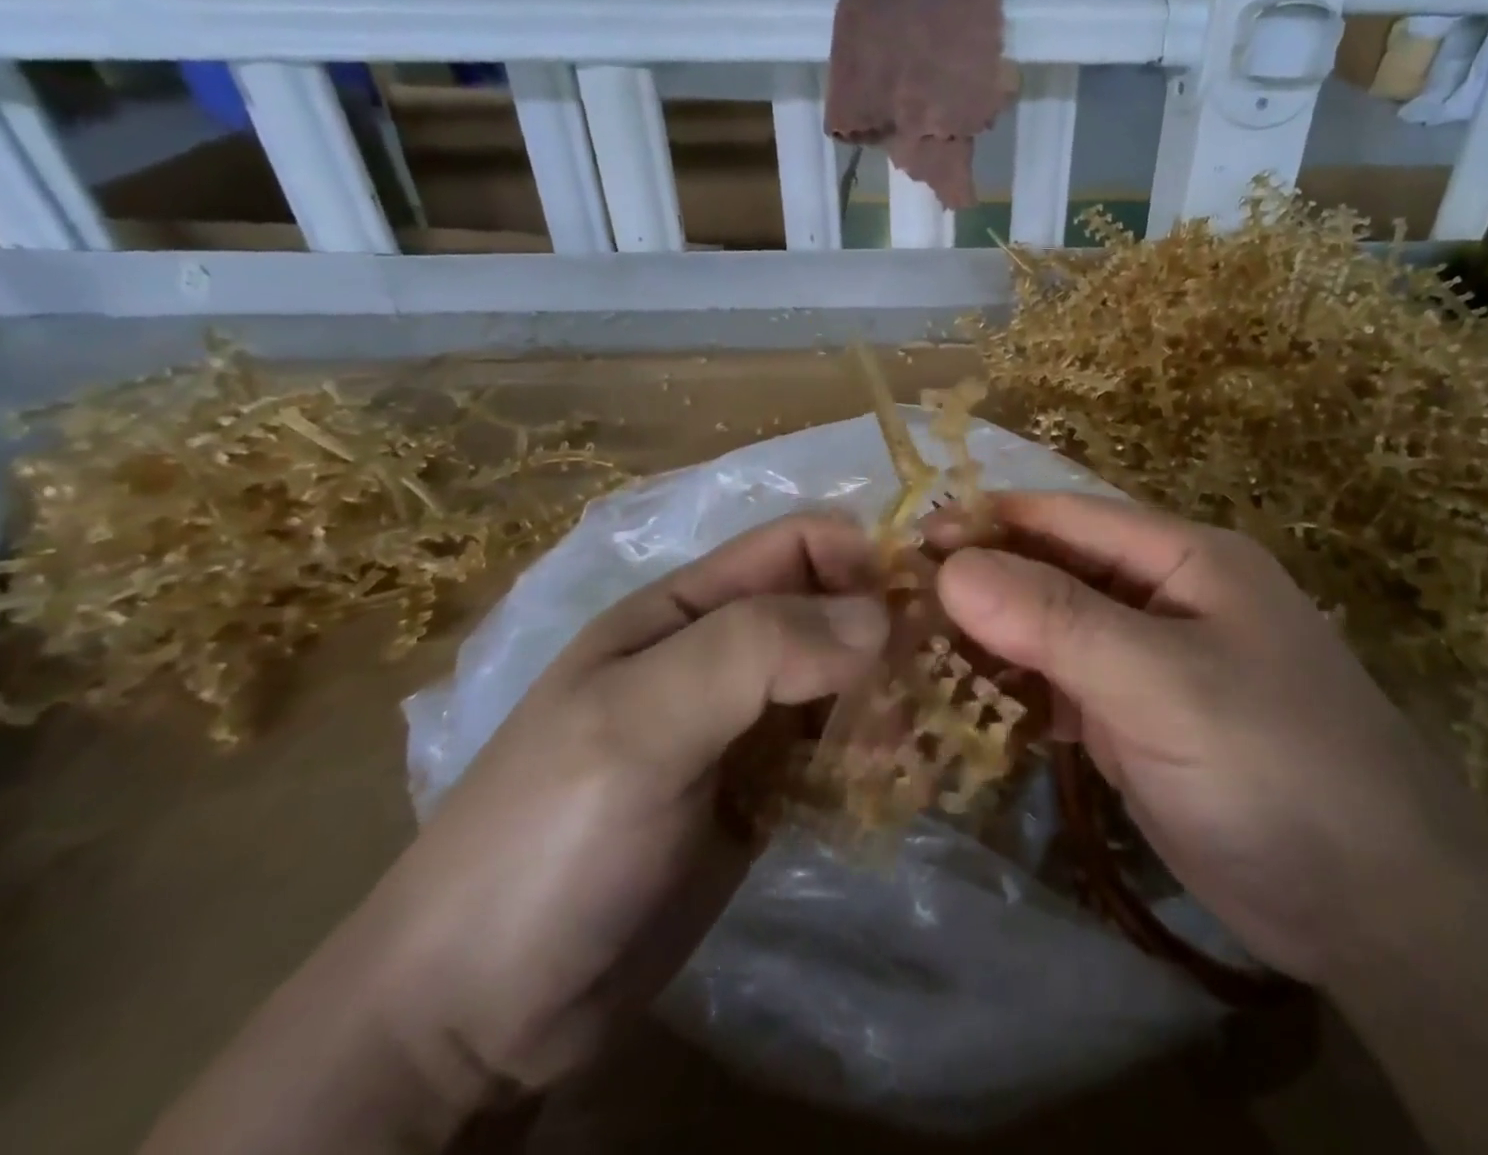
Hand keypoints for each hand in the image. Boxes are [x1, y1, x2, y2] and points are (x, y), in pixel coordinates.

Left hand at [363, 513, 887, 1095]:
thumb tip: (880, 618)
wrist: (474, 1017)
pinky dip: (873, 754)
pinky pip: (836, 750)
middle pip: (829, 610)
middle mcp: (722, 654)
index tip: (926, 600)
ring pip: (841, 680)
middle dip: (888, 631)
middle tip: (940, 677)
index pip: (796, 545)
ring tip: (922, 738)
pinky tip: (900, 778)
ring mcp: (744, 727)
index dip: (862, 556)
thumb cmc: (548, 838)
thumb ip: (756, 651)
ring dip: (888, 696)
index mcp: (687, 609)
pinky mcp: (763, 793)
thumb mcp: (640, 722)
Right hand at [936, 493, 1487, 982]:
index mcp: (1183, 558)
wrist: (1375, 908)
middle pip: (1054, 572)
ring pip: (1051, 631)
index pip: (1068, 518)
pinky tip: (964, 703)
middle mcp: (1163, 597)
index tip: (910, 542)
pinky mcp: (1138, 719)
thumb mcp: (1162, 683)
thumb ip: (1057, 621)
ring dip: (990, 640)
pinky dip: (1016, 692)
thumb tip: (952, 566)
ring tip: (911, 652)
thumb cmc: (1275, 767)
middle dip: (981, 584)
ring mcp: (1149, 661)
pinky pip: (1062, 687)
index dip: (989, 522)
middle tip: (896, 604)